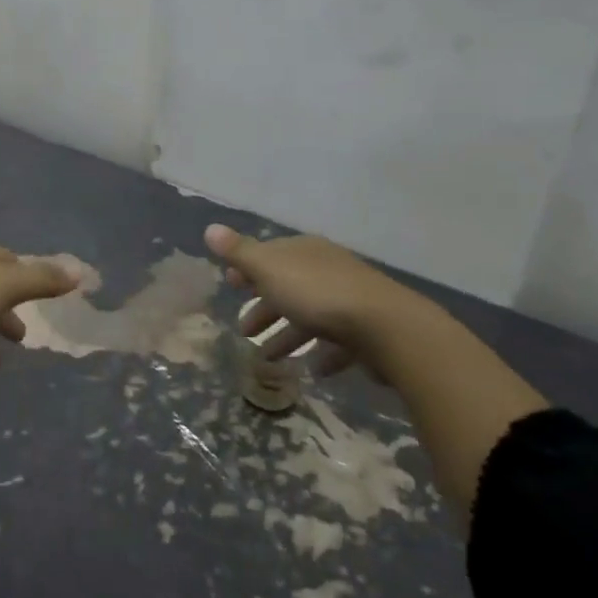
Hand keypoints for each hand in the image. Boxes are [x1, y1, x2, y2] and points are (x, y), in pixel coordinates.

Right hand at [203, 224, 446, 380]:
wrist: (386, 327)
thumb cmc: (318, 294)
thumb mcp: (269, 270)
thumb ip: (239, 253)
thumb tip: (210, 228)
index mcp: (303, 252)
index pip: (269, 255)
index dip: (247, 269)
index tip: (230, 285)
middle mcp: (327, 269)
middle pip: (288, 287)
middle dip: (265, 307)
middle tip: (244, 331)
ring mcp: (350, 299)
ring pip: (311, 316)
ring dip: (288, 335)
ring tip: (268, 360)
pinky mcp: (368, 330)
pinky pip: (338, 341)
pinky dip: (323, 352)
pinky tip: (313, 369)